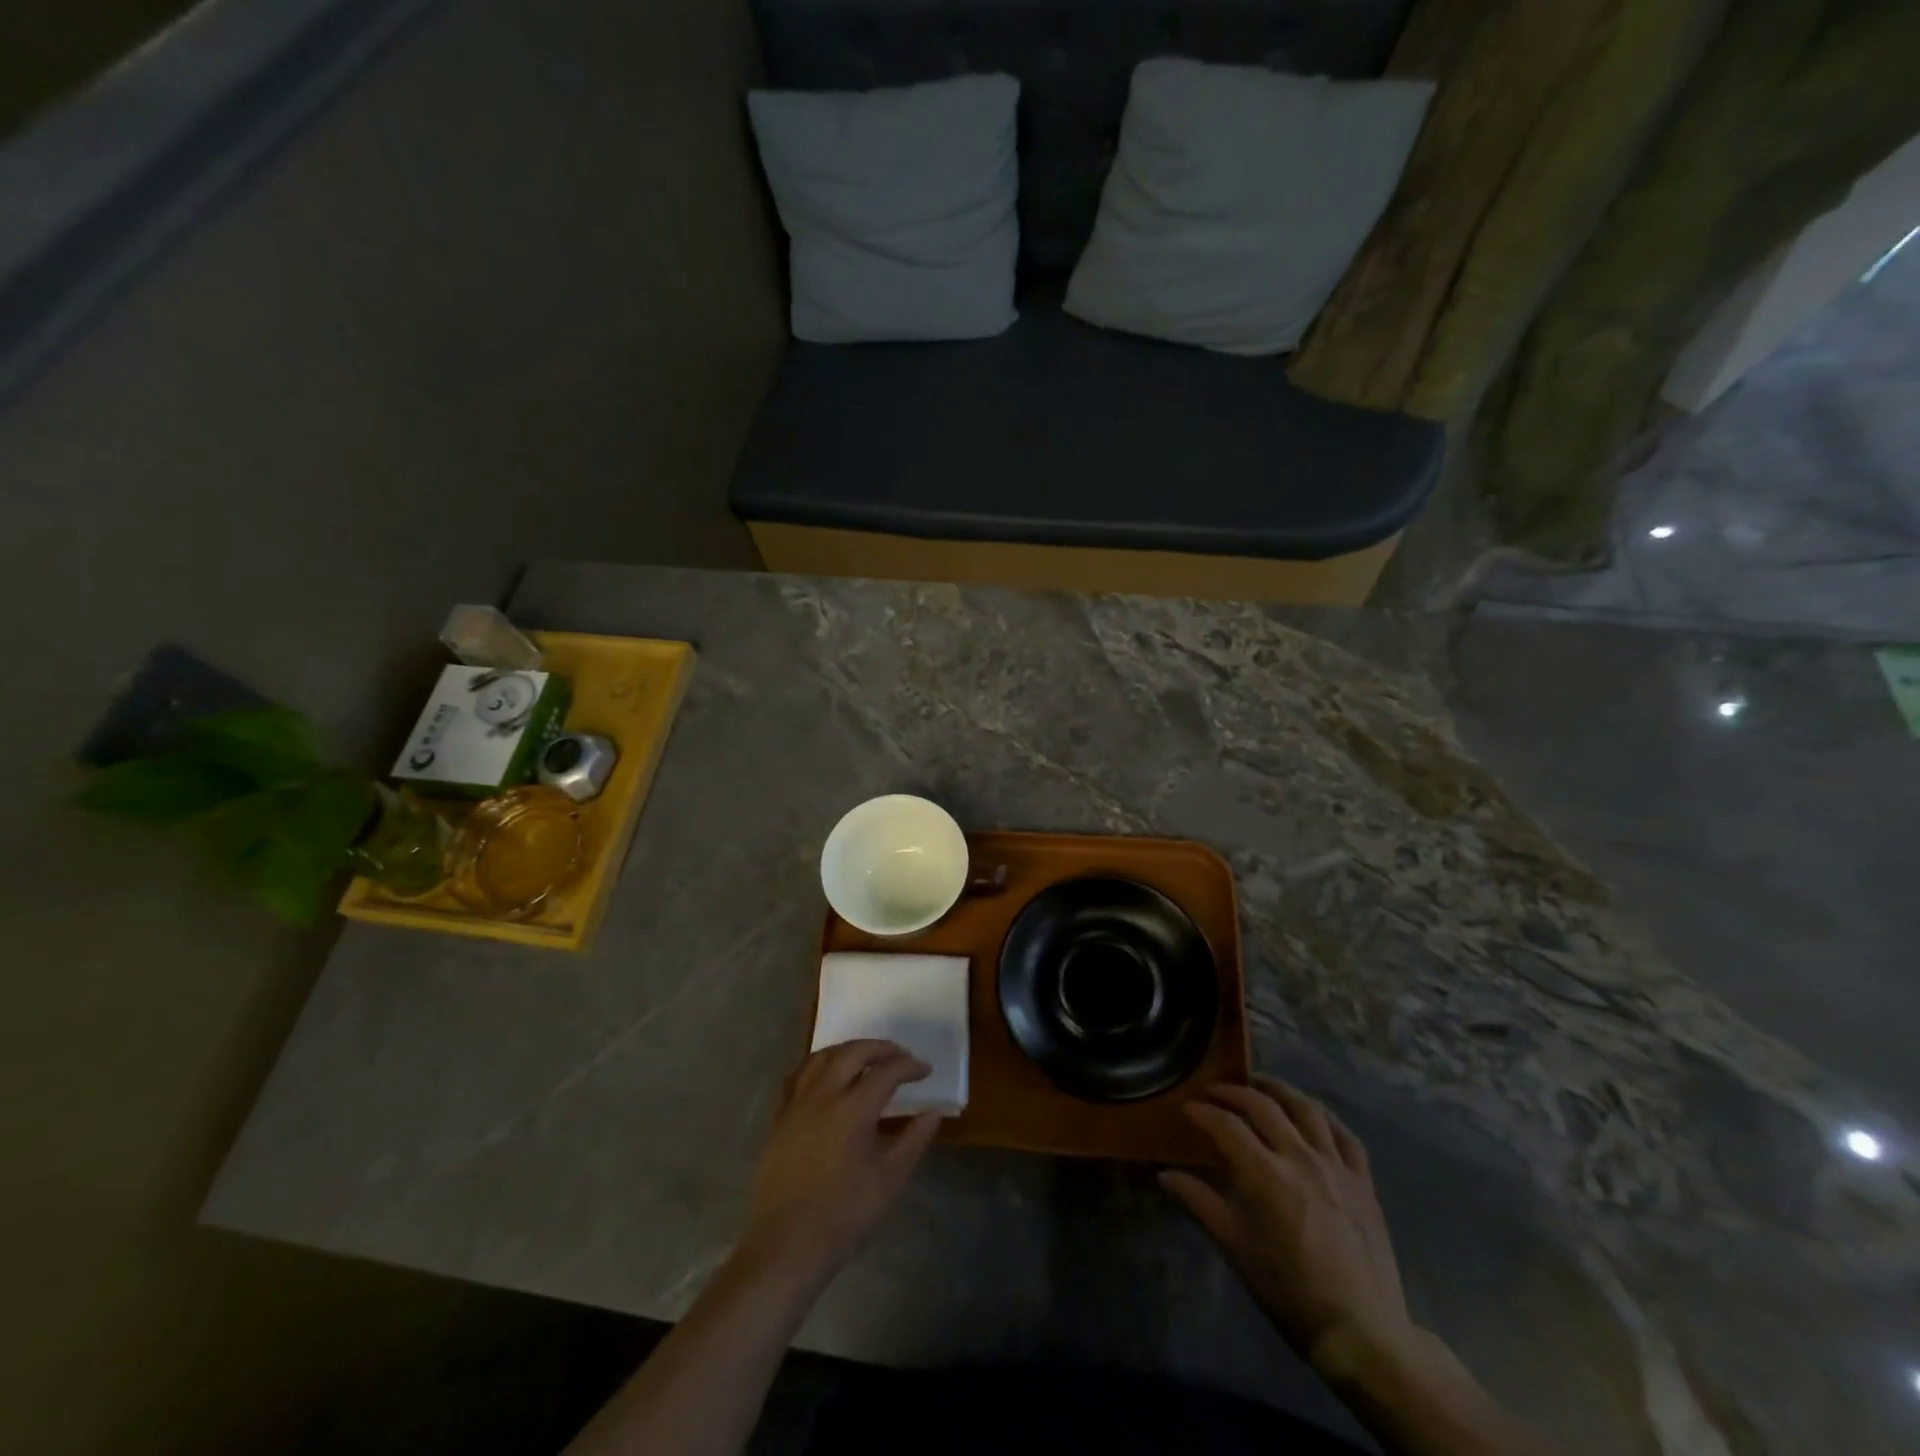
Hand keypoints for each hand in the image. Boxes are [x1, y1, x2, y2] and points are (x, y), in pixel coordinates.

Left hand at [741, 1040, 941, 1284]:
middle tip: (900, 1056)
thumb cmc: (842, 1217)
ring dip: (848, 1050)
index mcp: (852, 1109)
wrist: (785, 1247)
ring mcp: (796, 1104)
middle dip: (880, 1048)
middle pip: (852, 1052)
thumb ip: (913, 1141)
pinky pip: (799, 1075)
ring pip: (822, 1057)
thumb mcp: (888, 1182)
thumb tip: (933, 1113)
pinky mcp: (779, 1118)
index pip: (886, 1072)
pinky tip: (826, 1076)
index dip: (909, 1067)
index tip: (925, 1070)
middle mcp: (822, 1095)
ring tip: (866, 1058)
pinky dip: (819, 1065)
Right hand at [1162, 1077, 1416, 1374]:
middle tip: (1215, 1092)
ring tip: (1260, 1085)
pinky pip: (1345, 1134)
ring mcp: (1337, 1166)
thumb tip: (1165, 1175)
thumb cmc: (1291, 1292)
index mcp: (1266, 1175)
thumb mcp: (1237, 1250)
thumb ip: (1200, 1204)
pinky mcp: (1363, 1181)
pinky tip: (1311, 1114)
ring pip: (1306, 1108)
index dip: (1202, 1112)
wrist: (1363, 1334)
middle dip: (1234, 1092)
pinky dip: (1324, 1116)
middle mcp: (1301, 1158)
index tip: (1187, 1108)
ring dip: (1279, 1089)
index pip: (1226, 1125)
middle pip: (1263, 1105)